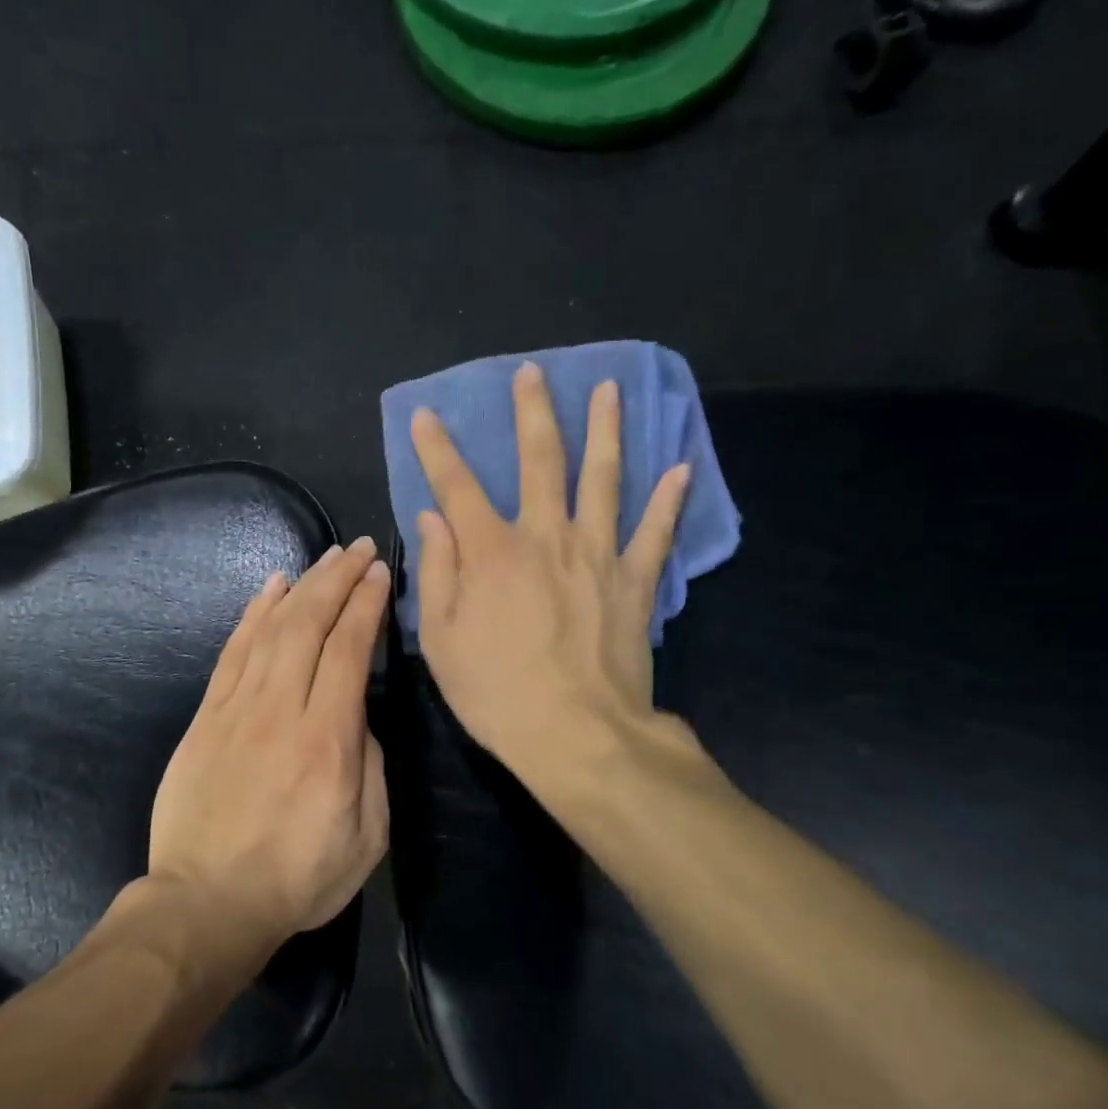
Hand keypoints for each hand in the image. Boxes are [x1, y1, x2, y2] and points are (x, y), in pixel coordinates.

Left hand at [148, 538, 391, 945]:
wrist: (206, 903)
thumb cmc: (297, 878)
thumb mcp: (366, 836)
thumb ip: (369, 765)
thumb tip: (356, 716)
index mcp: (328, 740)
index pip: (349, 650)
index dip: (366, 604)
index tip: (380, 574)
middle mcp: (281, 711)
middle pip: (309, 625)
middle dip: (338, 579)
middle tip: (360, 549)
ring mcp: (236, 709)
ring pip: (270, 628)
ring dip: (301, 586)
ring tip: (324, 557)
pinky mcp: (206, 718)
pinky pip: (232, 652)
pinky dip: (253, 614)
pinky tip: (271, 589)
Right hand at [410, 362, 697, 779]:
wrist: (578, 735)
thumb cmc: (497, 692)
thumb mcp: (442, 639)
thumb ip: (436, 572)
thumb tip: (432, 517)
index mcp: (492, 553)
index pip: (456, 486)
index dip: (437, 449)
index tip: (427, 415)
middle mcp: (546, 538)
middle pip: (541, 461)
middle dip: (532, 413)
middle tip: (532, 373)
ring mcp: (597, 555)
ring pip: (603, 479)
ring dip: (605, 431)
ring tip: (609, 391)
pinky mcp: (635, 582)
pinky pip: (656, 532)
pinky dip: (669, 500)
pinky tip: (681, 468)